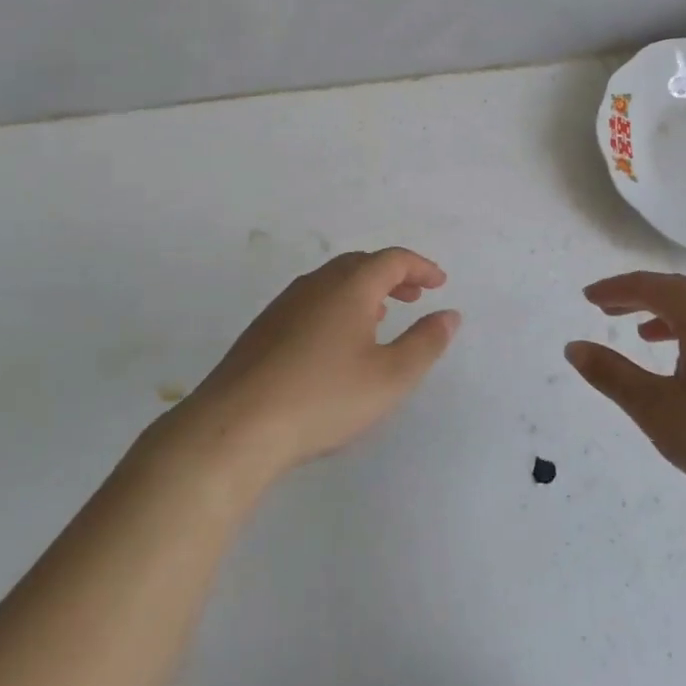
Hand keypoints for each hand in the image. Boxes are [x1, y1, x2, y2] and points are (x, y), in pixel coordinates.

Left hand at [157, 248, 460, 487]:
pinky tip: (336, 341)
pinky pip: (312, 300)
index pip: (392, 260)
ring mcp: (285, 304)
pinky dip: (337, 305)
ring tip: (380, 316)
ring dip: (363, 290)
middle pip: (360, 264)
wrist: (235, 425)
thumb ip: (425, 343)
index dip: (420, 267)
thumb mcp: (390, 377)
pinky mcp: (264, 328)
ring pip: (333, 282)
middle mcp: (316, 284)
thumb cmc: (323, 398)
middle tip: (414, 297)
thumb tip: (450, 314)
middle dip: (392, 275)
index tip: (439, 283)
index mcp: (349, 287)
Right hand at [566, 271, 685, 520]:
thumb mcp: (659, 412)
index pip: (650, 286)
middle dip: (638, 296)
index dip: (615, 289)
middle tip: (606, 308)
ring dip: (666, 315)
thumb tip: (574, 347)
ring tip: (641, 334)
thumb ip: (613, 376)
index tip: (588, 297)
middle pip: (677, 291)